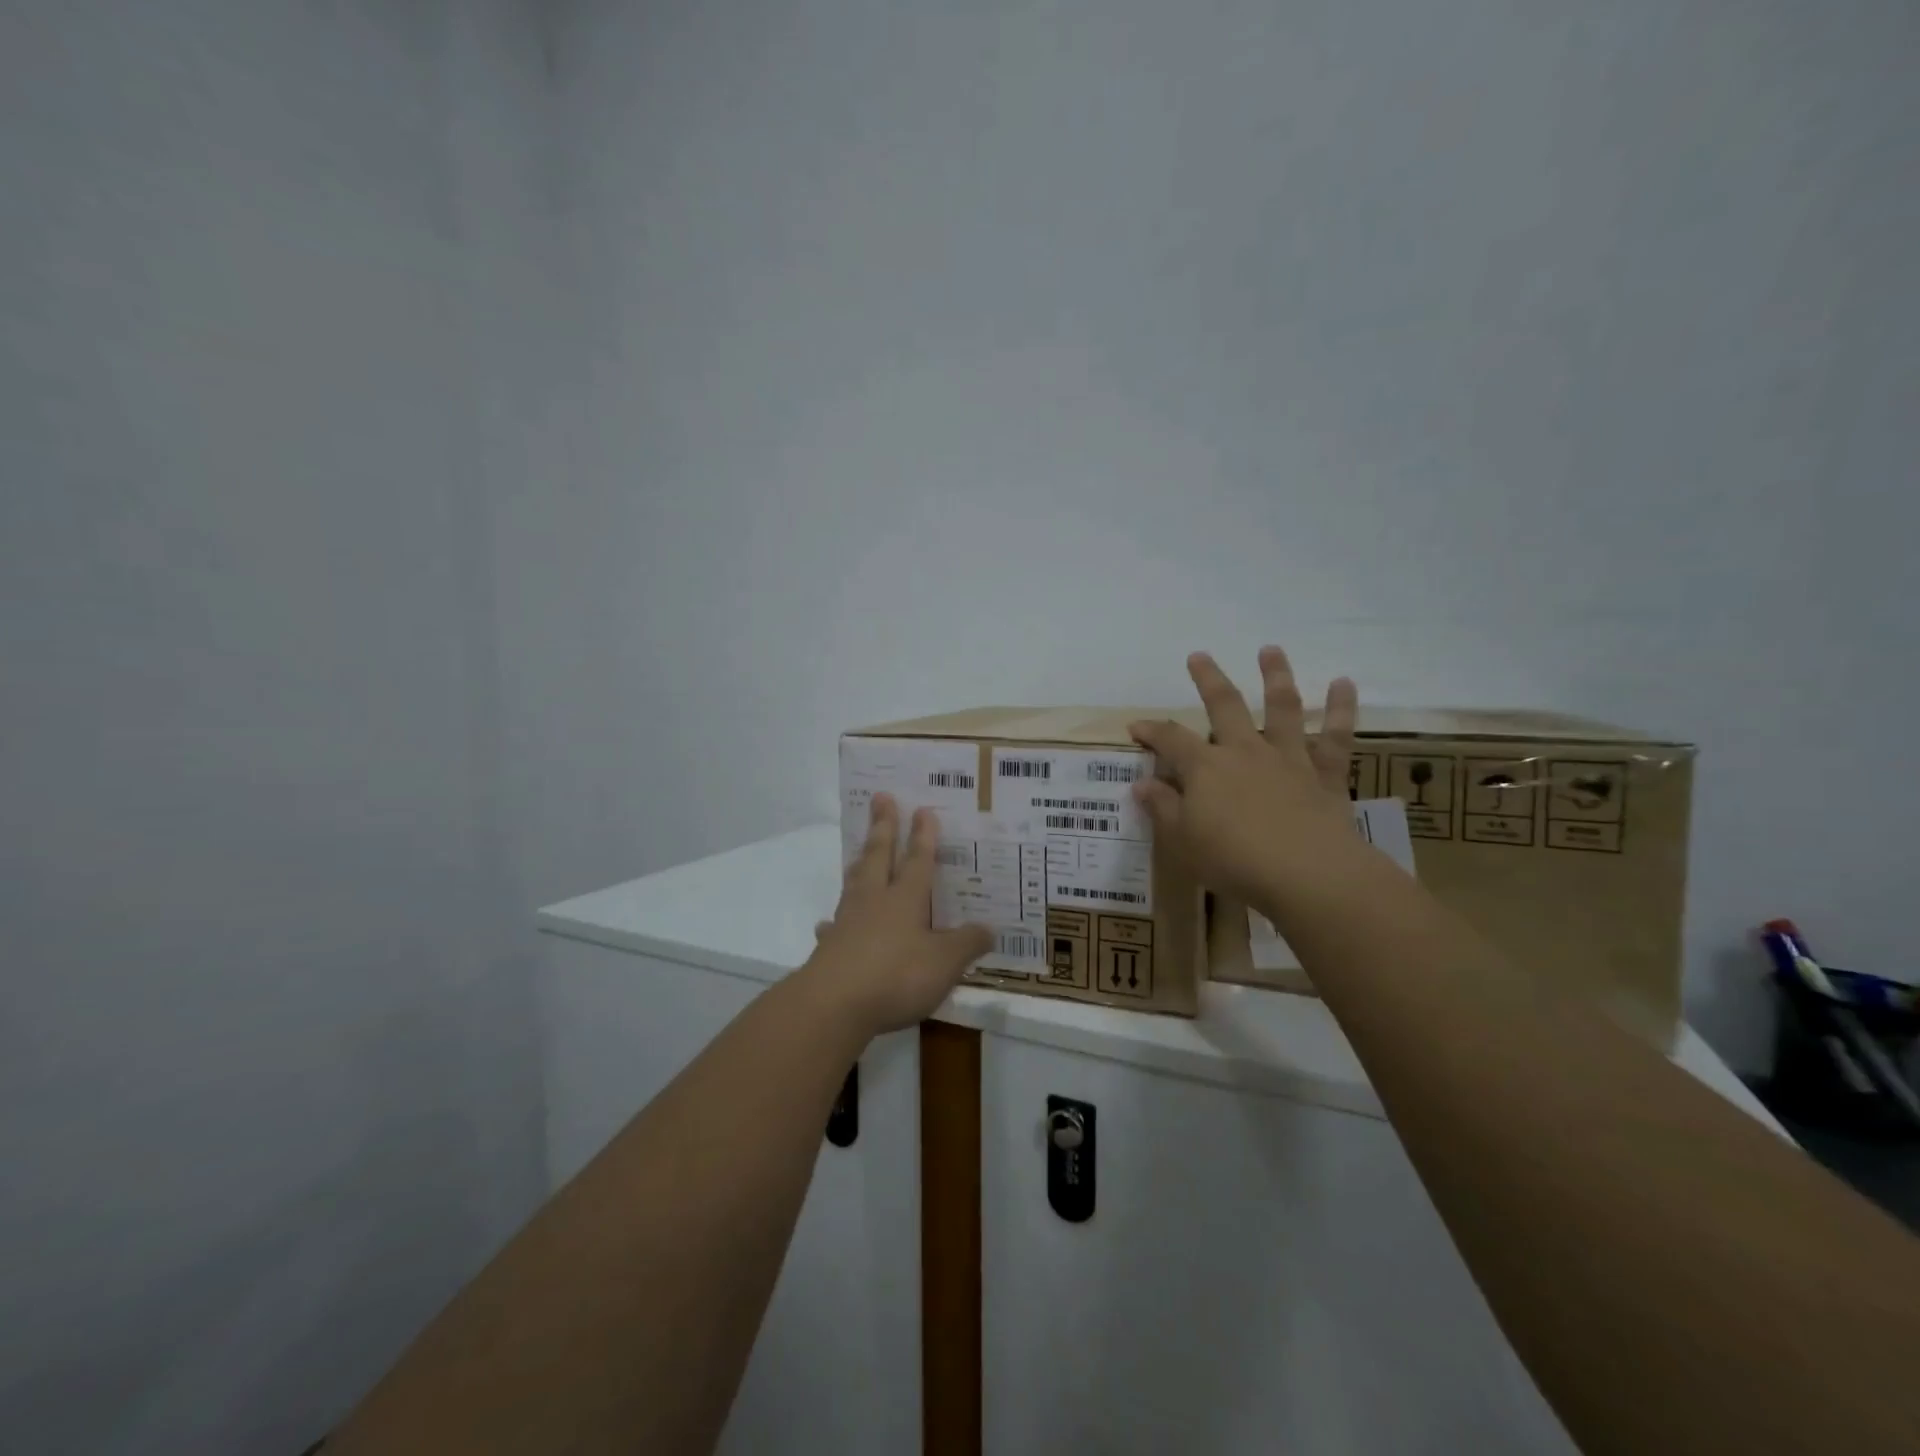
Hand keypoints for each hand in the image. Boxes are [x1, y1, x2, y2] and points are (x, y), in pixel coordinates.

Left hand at [804, 795, 993, 1035]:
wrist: (834, 1004)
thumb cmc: (896, 975)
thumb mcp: (945, 963)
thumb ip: (967, 944)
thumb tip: (990, 928)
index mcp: (906, 898)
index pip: (918, 859)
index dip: (923, 835)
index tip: (922, 808)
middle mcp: (875, 900)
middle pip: (879, 855)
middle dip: (883, 826)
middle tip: (881, 797)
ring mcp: (848, 922)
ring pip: (855, 881)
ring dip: (860, 863)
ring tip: (859, 851)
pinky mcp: (830, 948)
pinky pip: (834, 925)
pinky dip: (835, 921)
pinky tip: (830, 923)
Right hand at [1129, 647, 1363, 913]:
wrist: (1307, 874)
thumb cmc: (1233, 860)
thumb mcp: (1183, 840)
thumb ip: (1163, 808)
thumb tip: (1142, 784)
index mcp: (1205, 768)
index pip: (1170, 740)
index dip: (1151, 731)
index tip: (1136, 726)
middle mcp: (1245, 751)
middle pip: (1224, 705)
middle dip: (1209, 679)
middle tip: (1200, 656)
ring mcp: (1287, 759)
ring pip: (1281, 708)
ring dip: (1275, 676)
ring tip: (1271, 650)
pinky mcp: (1325, 775)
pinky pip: (1335, 737)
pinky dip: (1340, 708)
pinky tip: (1343, 683)